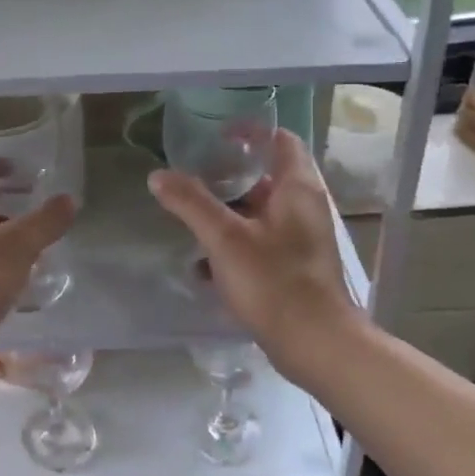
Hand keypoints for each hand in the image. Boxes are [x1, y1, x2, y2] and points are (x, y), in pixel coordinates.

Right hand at [149, 130, 356, 350]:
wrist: (316, 345)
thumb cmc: (274, 282)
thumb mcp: (225, 239)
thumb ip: (191, 203)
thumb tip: (158, 175)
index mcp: (297, 189)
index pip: (281, 140)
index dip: (251, 131)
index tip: (217, 134)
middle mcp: (304, 208)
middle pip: (265, 177)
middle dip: (228, 176)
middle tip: (192, 176)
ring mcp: (300, 240)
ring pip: (259, 213)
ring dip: (226, 213)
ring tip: (189, 218)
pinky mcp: (293, 268)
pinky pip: (258, 243)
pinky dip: (232, 246)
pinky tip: (202, 266)